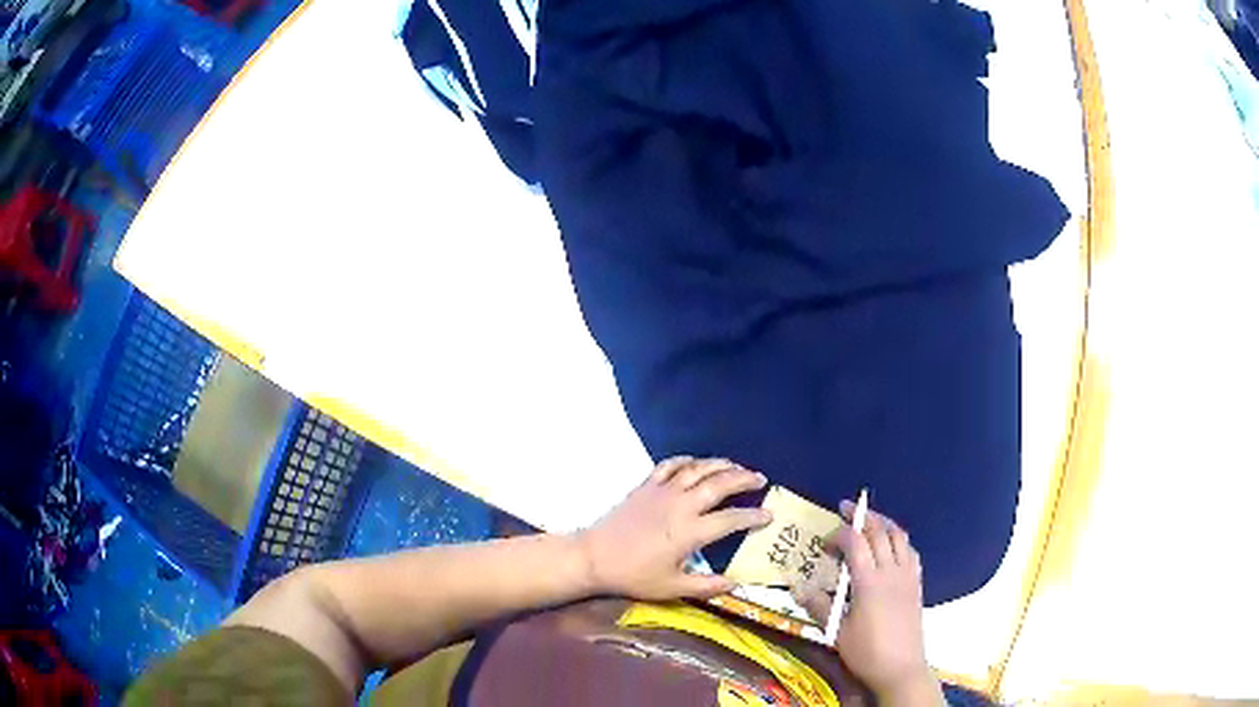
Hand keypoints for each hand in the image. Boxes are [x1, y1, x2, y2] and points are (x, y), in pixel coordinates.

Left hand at [578, 456, 771, 600]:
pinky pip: (670, 465)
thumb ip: (706, 586)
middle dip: (744, 478)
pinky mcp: (646, 485)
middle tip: (760, 479)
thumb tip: (735, 585)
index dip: (753, 516)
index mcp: (691, 532)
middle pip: (720, 484)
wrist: (594, 556)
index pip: (731, 519)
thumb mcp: (671, 588)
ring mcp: (663, 491)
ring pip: (698, 469)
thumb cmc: (633, 575)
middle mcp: (681, 505)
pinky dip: (687, 460)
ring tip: (737, 466)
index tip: (769, 515)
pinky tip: (696, 463)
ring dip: (721, 464)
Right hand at [792, 502, 942, 704]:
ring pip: (899, 536)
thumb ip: (820, 606)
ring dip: (884, 523)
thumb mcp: (837, 632)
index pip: (855, 542)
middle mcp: (891, 571)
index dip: (839, 534)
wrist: (901, 668)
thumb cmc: (866, 652)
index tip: (825, 543)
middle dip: (863, 516)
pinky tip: (892, 547)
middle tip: (846, 509)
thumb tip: (798, 588)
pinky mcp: (916, 584)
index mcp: (868, 581)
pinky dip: (899, 540)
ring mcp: (907, 576)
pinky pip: (911, 551)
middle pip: (880, 531)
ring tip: (870, 521)